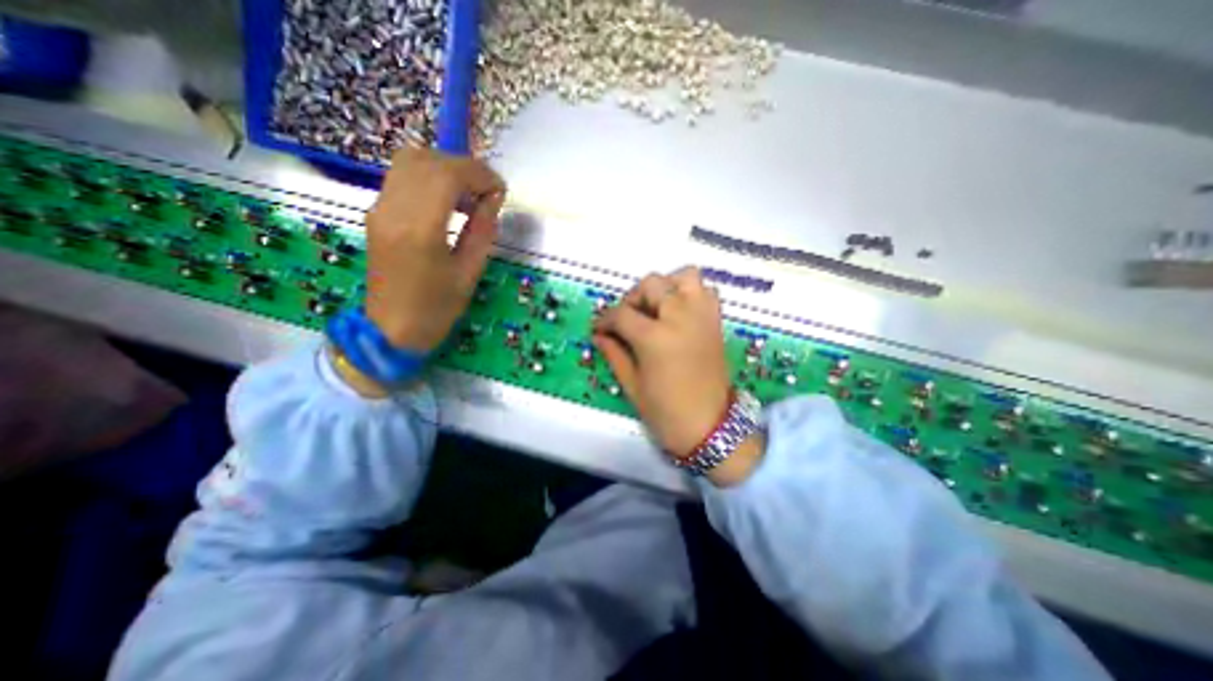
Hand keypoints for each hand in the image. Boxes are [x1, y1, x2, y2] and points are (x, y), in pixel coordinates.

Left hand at [365, 147, 507, 352]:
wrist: (390, 330)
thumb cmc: (436, 309)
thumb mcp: (469, 273)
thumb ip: (482, 230)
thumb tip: (493, 199)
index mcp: (420, 229)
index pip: (447, 174)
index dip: (479, 174)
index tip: (500, 190)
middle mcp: (393, 210)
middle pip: (426, 160)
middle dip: (463, 167)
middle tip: (486, 191)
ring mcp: (379, 209)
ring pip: (409, 162)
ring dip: (444, 169)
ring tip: (468, 194)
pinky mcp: (375, 213)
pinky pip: (401, 178)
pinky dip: (429, 177)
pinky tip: (447, 201)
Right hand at [591, 265, 728, 457]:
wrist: (710, 427)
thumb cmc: (665, 412)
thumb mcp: (631, 384)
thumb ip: (614, 353)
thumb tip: (599, 335)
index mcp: (655, 337)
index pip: (621, 313)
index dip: (605, 319)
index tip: (599, 328)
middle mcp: (680, 317)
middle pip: (652, 284)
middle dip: (633, 298)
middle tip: (628, 319)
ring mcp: (702, 316)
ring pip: (684, 276)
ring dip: (666, 286)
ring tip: (656, 308)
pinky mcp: (716, 322)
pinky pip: (706, 290)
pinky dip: (691, 292)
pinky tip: (679, 312)